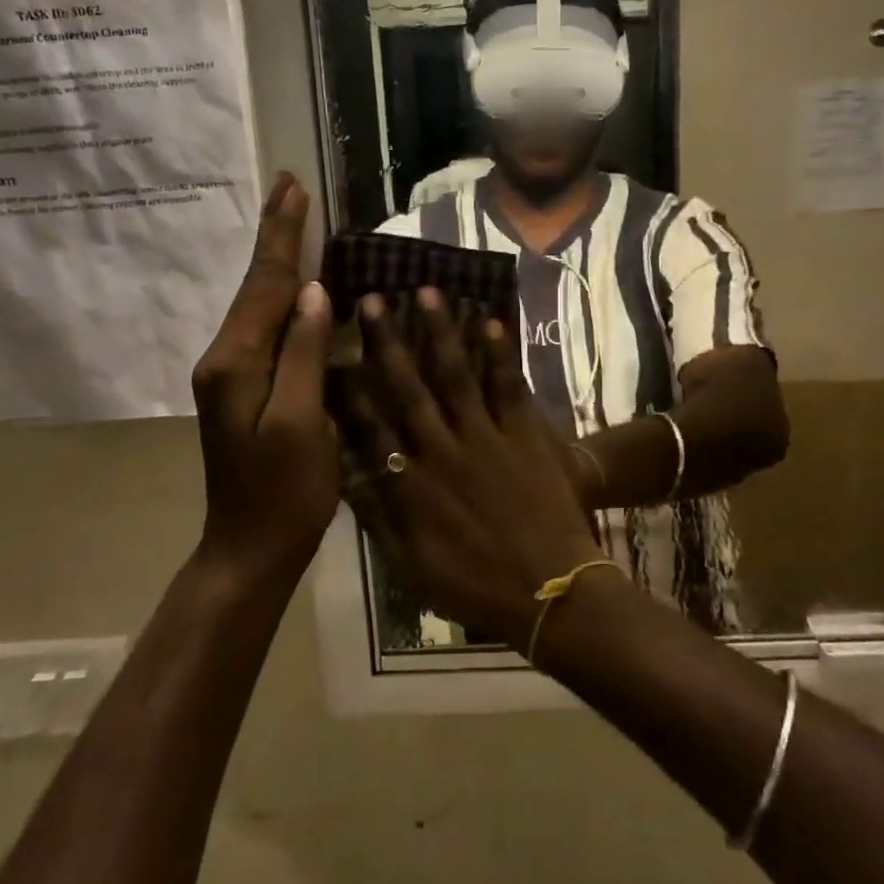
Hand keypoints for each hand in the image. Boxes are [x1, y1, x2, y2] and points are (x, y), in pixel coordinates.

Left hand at [191, 173, 336, 586]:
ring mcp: (231, 374)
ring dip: (278, 260)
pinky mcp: (244, 388)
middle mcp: (225, 358)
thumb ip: (305, 355)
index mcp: (237, 362)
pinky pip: (266, 328)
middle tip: (289, 187)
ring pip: (258, 304)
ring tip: (294, 221)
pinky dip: (282, 295)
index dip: (283, 236)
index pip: (265, 284)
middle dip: (275, 235)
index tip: (293, 187)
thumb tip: (314, 293)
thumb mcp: (302, 424)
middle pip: (255, 286)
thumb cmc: (284, 493)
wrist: (249, 549)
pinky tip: (298, 287)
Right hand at [336, 288, 606, 649]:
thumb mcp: (410, 566)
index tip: (333, 351)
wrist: (550, 591)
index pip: (371, 426)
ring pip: (456, 375)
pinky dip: (499, 353)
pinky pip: (508, 386)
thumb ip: (377, 518)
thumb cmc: (475, 585)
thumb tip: (346, 474)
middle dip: (388, 342)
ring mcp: (485, 437)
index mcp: (411, 486)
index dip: (351, 387)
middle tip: (373, 299)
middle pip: (409, 388)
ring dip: (440, 332)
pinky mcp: (524, 434)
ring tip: (426, 292)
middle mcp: (442, 451)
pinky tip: (488, 320)